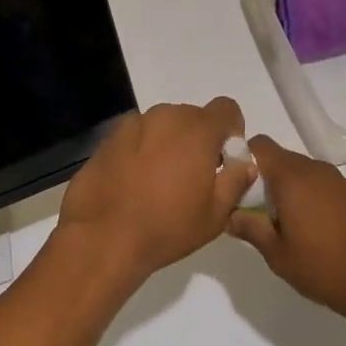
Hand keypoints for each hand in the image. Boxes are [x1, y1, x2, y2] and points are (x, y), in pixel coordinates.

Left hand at [59, 98, 252, 284]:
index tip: (224, 160)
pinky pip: (137, 137)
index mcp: (196, 129)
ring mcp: (132, 124)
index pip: (226, 109)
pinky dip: (142, 151)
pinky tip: (134, 182)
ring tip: (161, 181)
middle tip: (193, 177)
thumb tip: (244, 164)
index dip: (231, 132)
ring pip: (162, 126)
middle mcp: (164, 116)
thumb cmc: (166, 227)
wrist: (102, 237)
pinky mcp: (108, 139)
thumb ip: (236, 181)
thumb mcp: (215, 214)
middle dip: (199, 140)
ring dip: (169, 144)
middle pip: (192, 117)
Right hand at [225, 135, 345, 322]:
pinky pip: (330, 189)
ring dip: (295, 191)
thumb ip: (250, 229)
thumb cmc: (323, 268)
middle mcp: (318, 171)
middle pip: (284, 160)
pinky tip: (324, 233)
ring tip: (293, 226)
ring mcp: (344, 183)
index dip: (245, 158)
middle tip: (262, 213)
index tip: (238, 185)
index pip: (261, 145)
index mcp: (293, 178)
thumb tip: (229, 216)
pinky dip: (320, 201)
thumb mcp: (277, 255)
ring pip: (308, 175)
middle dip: (268, 180)